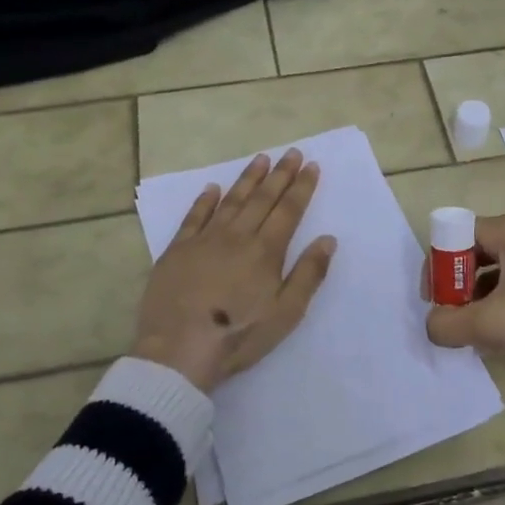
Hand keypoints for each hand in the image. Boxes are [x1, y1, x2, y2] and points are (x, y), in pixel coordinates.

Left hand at [131, 149, 336, 392]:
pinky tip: (212, 188)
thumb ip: (309, 274)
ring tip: (261, 159)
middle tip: (292, 152)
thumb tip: (327, 239)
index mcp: (266, 251)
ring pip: (231, 201)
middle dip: (280, 174)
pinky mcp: (177, 251)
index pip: (289, 210)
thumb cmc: (239, 336)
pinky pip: (194, 217)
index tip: (311, 165)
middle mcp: (237, 236)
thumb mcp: (286, 313)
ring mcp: (204, 241)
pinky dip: (205, 200)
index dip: (302, 187)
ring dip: (247, 179)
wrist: (178, 351)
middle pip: (262, 199)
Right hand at [420, 212, 504, 370]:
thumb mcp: (490, 324)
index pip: (455, 235)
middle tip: (456, 319)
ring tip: (480, 332)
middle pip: (475, 252)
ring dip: (481, 299)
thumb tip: (434, 325)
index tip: (436, 301)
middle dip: (459, 287)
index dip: (439, 267)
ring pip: (497, 271)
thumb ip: (448, 325)